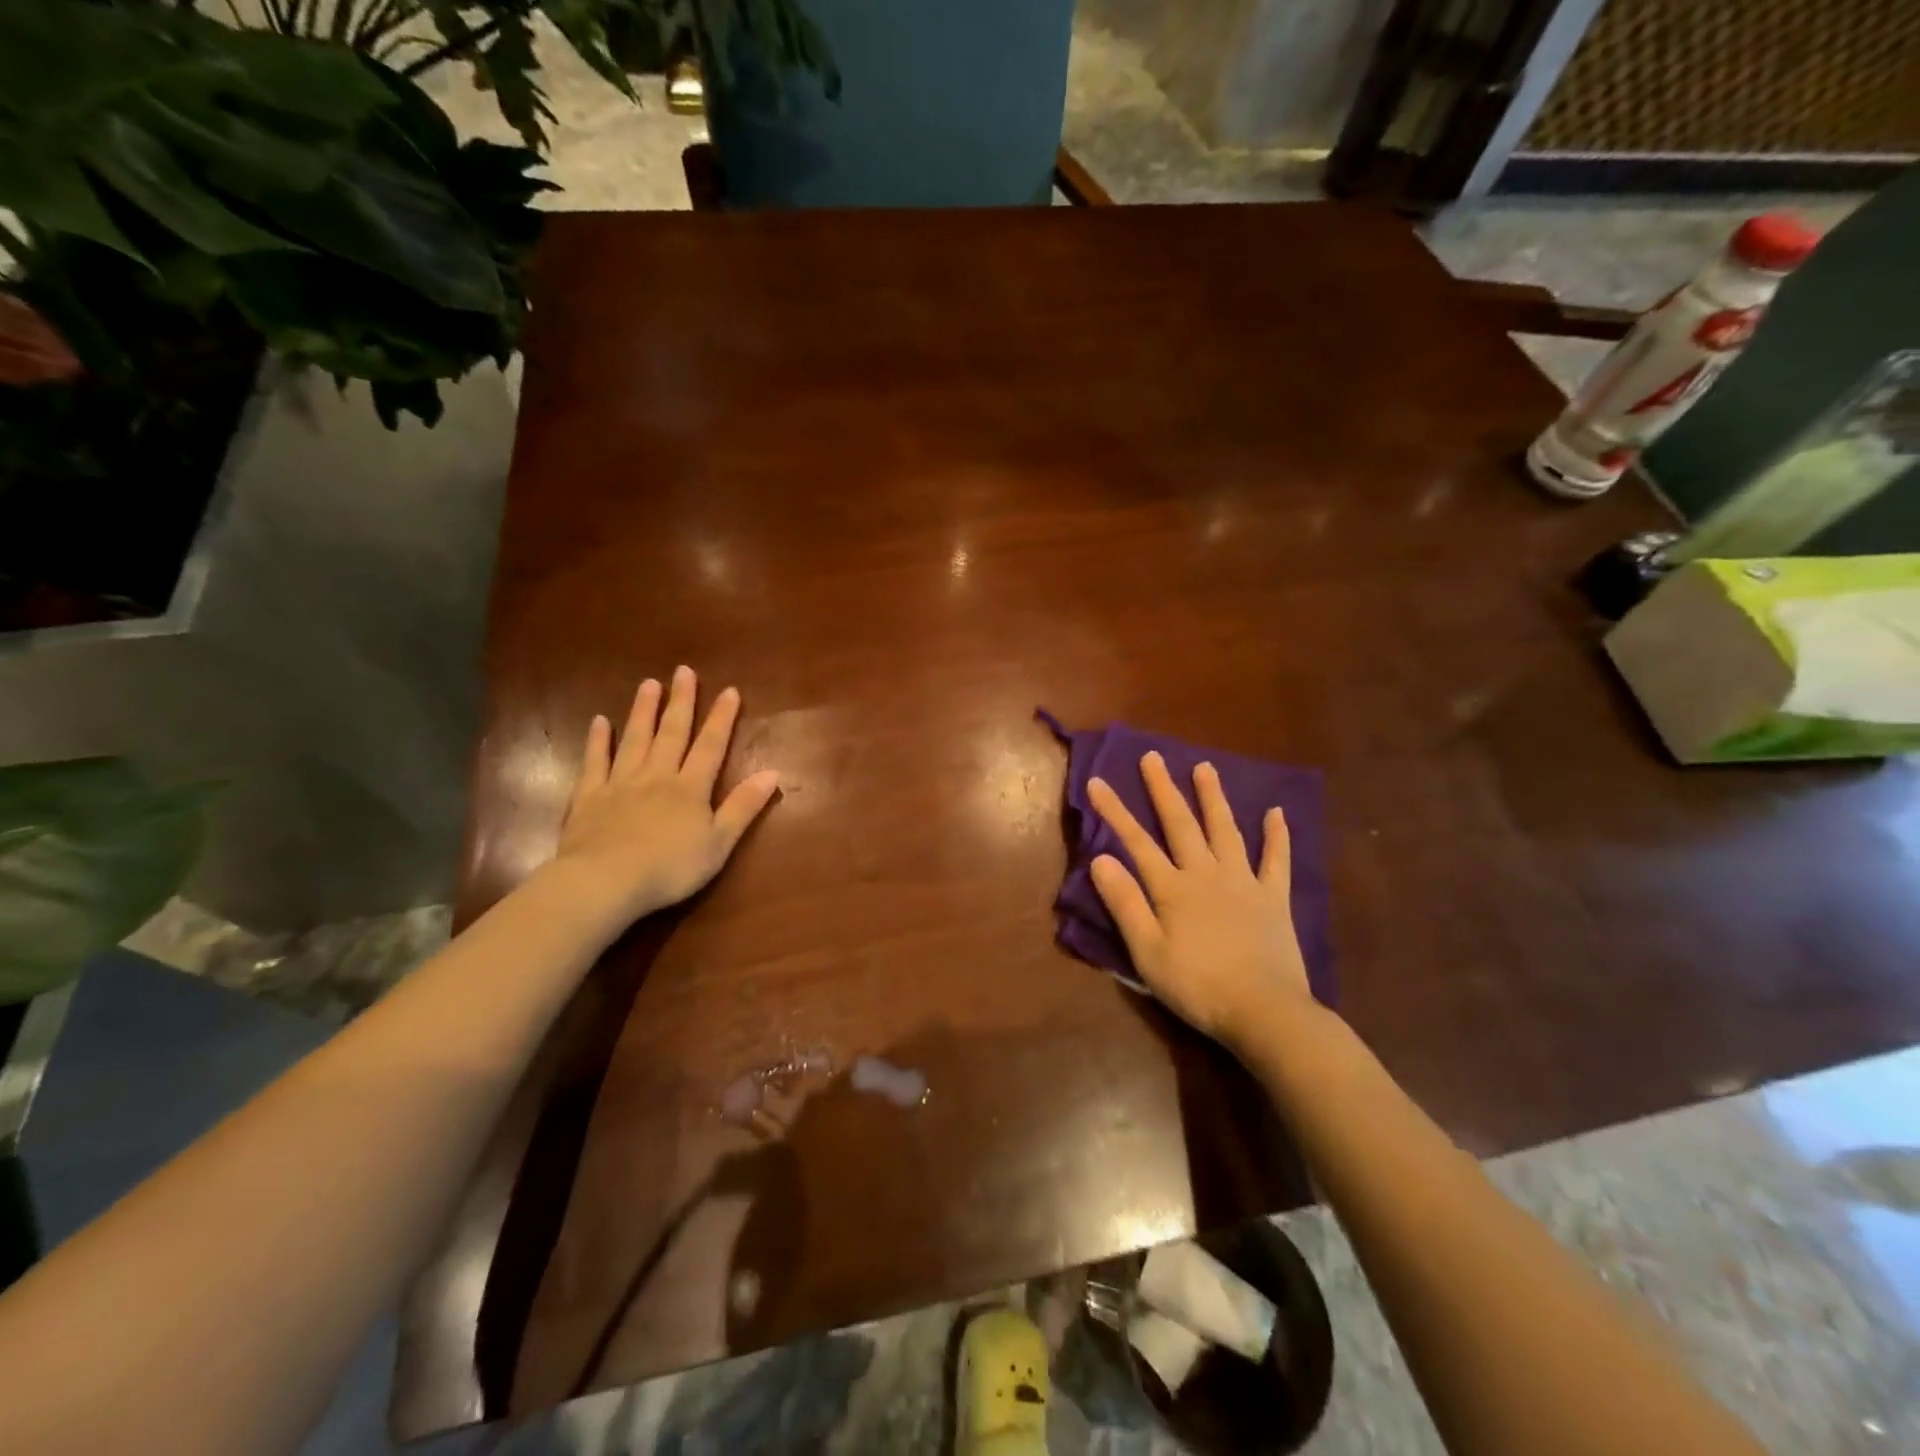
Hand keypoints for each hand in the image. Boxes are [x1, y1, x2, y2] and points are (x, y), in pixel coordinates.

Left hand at [551, 666, 779, 923]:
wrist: (605, 882)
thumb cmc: (670, 868)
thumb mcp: (719, 843)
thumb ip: (744, 806)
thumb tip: (773, 772)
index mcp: (691, 788)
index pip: (711, 746)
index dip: (722, 718)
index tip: (730, 690)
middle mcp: (657, 776)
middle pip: (672, 733)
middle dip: (681, 702)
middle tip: (683, 671)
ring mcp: (621, 783)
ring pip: (635, 739)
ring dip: (643, 711)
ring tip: (649, 684)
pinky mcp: (589, 797)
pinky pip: (595, 762)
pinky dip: (598, 741)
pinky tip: (600, 722)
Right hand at [1087, 752, 1311, 1044]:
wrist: (1265, 1012)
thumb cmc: (1198, 986)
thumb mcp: (1148, 952)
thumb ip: (1125, 903)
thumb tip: (1101, 858)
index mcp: (1173, 888)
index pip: (1136, 842)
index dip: (1115, 811)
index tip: (1098, 782)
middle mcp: (1206, 874)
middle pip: (1181, 824)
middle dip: (1163, 789)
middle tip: (1153, 757)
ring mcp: (1244, 882)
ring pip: (1225, 830)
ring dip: (1213, 798)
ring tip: (1205, 767)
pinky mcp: (1274, 898)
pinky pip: (1276, 860)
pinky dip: (1276, 835)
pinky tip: (1276, 812)